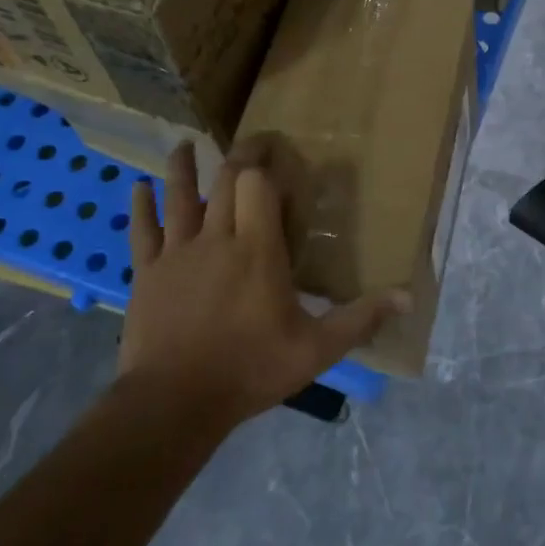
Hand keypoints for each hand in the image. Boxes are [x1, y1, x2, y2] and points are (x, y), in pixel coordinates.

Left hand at [118, 143, 408, 424]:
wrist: (175, 402)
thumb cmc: (250, 370)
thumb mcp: (316, 350)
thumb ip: (360, 319)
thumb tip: (407, 297)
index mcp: (258, 250)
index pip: (259, 186)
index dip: (266, 163)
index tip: (277, 150)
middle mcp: (217, 239)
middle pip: (226, 182)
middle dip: (239, 157)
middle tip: (249, 143)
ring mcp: (178, 253)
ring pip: (180, 197)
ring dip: (183, 168)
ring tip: (184, 144)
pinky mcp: (148, 273)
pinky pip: (143, 231)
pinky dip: (141, 207)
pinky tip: (137, 187)